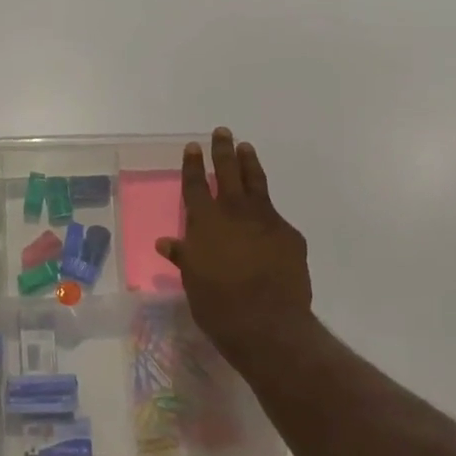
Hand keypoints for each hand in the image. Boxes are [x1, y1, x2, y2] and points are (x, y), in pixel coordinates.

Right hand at [157, 128, 312, 368]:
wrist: (267, 323)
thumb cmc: (218, 305)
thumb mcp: (192, 280)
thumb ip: (183, 256)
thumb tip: (166, 243)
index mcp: (205, 221)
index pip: (196, 184)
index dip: (193, 164)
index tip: (193, 146)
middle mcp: (234, 212)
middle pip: (228, 172)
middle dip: (223, 151)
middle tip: (222, 132)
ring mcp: (265, 220)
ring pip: (256, 183)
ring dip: (249, 164)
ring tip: (246, 148)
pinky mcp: (290, 234)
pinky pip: (276, 216)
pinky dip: (268, 211)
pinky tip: (268, 215)